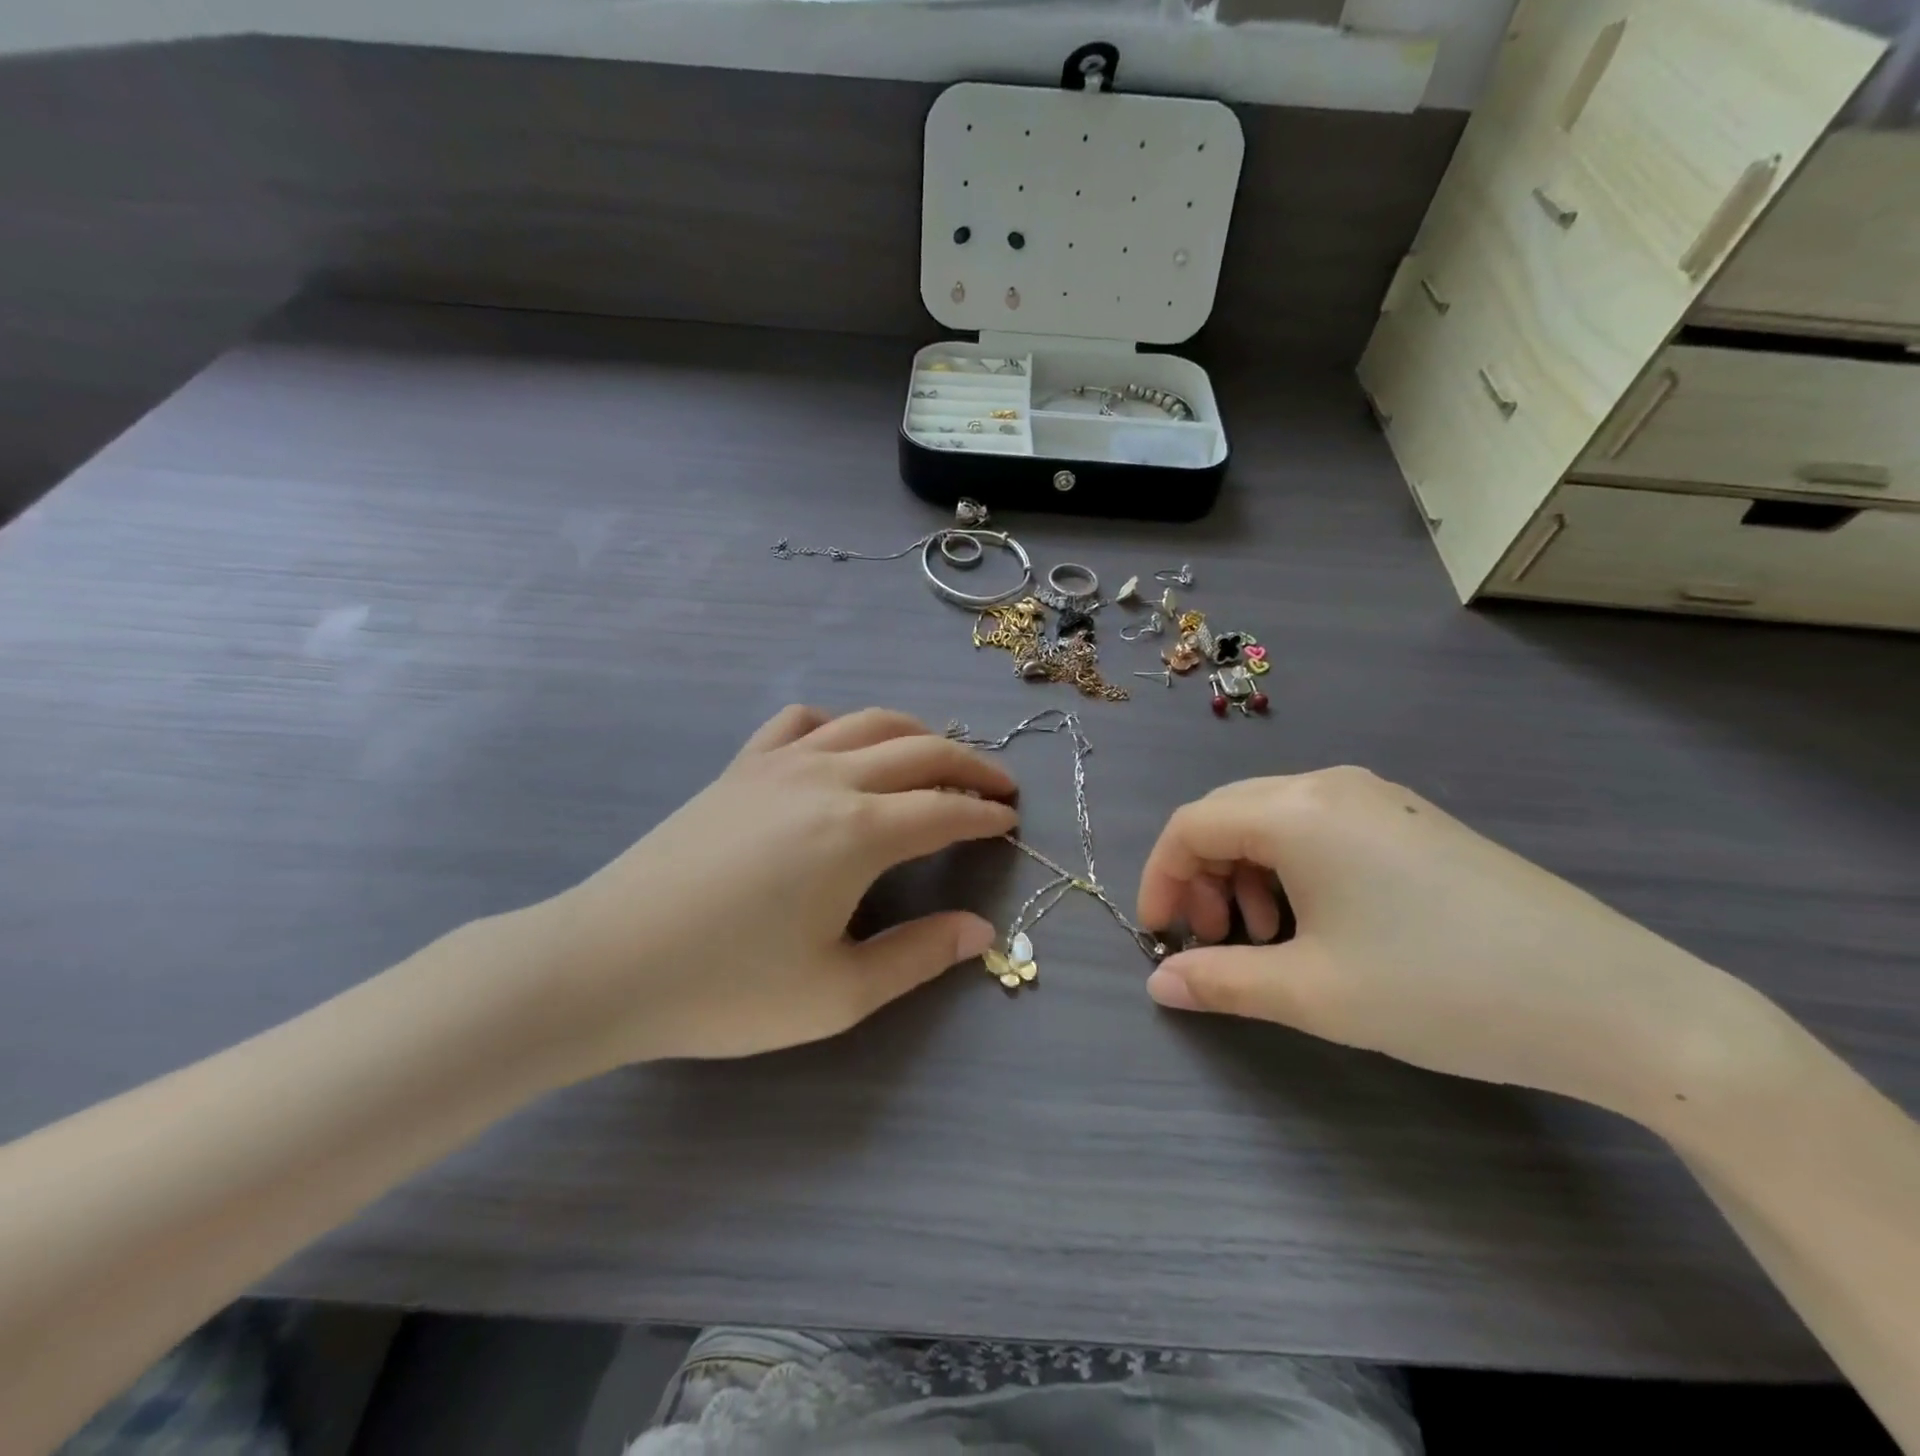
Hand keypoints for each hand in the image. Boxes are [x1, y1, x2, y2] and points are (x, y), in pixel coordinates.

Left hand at [520, 706, 1015, 1072]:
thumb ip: (918, 957)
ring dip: (916, 735)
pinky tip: (842, 749)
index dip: (986, 815)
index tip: (1011, 823)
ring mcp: (779, 764)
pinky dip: (839, 726)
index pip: (945, 810)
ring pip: (867, 723)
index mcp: (858, 832)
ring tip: (938, 760)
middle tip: (999, 787)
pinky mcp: (740, 767)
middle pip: (920, 750)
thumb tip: (981, 931)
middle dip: (970, 765)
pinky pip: (801, 723)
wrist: (606, 963)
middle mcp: (828, 780)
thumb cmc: (726, 989)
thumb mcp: (836, 993)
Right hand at [1136, 767, 1770, 1118]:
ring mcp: (1377, 799)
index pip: (1190, 826)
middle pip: (1228, 816)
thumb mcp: (1314, 993)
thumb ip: (1221, 982)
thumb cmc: (1440, 988)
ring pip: (1273, 821)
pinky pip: (1319, 829)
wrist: (1615, 1002)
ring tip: (1270, 941)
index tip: (1159, 936)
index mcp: (1297, 811)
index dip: (1161, 879)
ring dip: (1247, 875)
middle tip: (1213, 942)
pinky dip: (1292, 870)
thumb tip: (1160, 985)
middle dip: (1201, 877)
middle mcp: (1329, 786)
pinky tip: (1321, 924)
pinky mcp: (1412, 821)